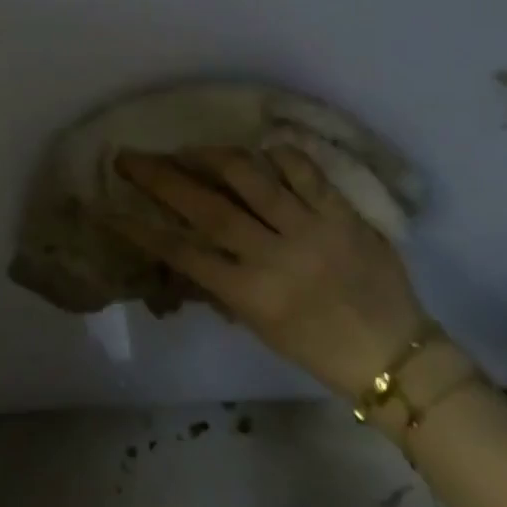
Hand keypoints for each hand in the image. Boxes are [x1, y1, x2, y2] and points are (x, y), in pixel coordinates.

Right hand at [111, 146, 430, 399]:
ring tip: (188, 149)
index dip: (140, 228)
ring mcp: (310, 229)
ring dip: (210, 156)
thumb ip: (224, 285)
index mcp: (251, 294)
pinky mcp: (342, 213)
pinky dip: (277, 155)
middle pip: (206, 207)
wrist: (397, 357)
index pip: (182, 253)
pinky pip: (303, 170)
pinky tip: (259, 150)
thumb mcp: (261, 327)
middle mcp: (275, 256)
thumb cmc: (320, 350)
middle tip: (131, 156)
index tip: (109, 207)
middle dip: (160, 177)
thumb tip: (187, 249)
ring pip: (249, 177)